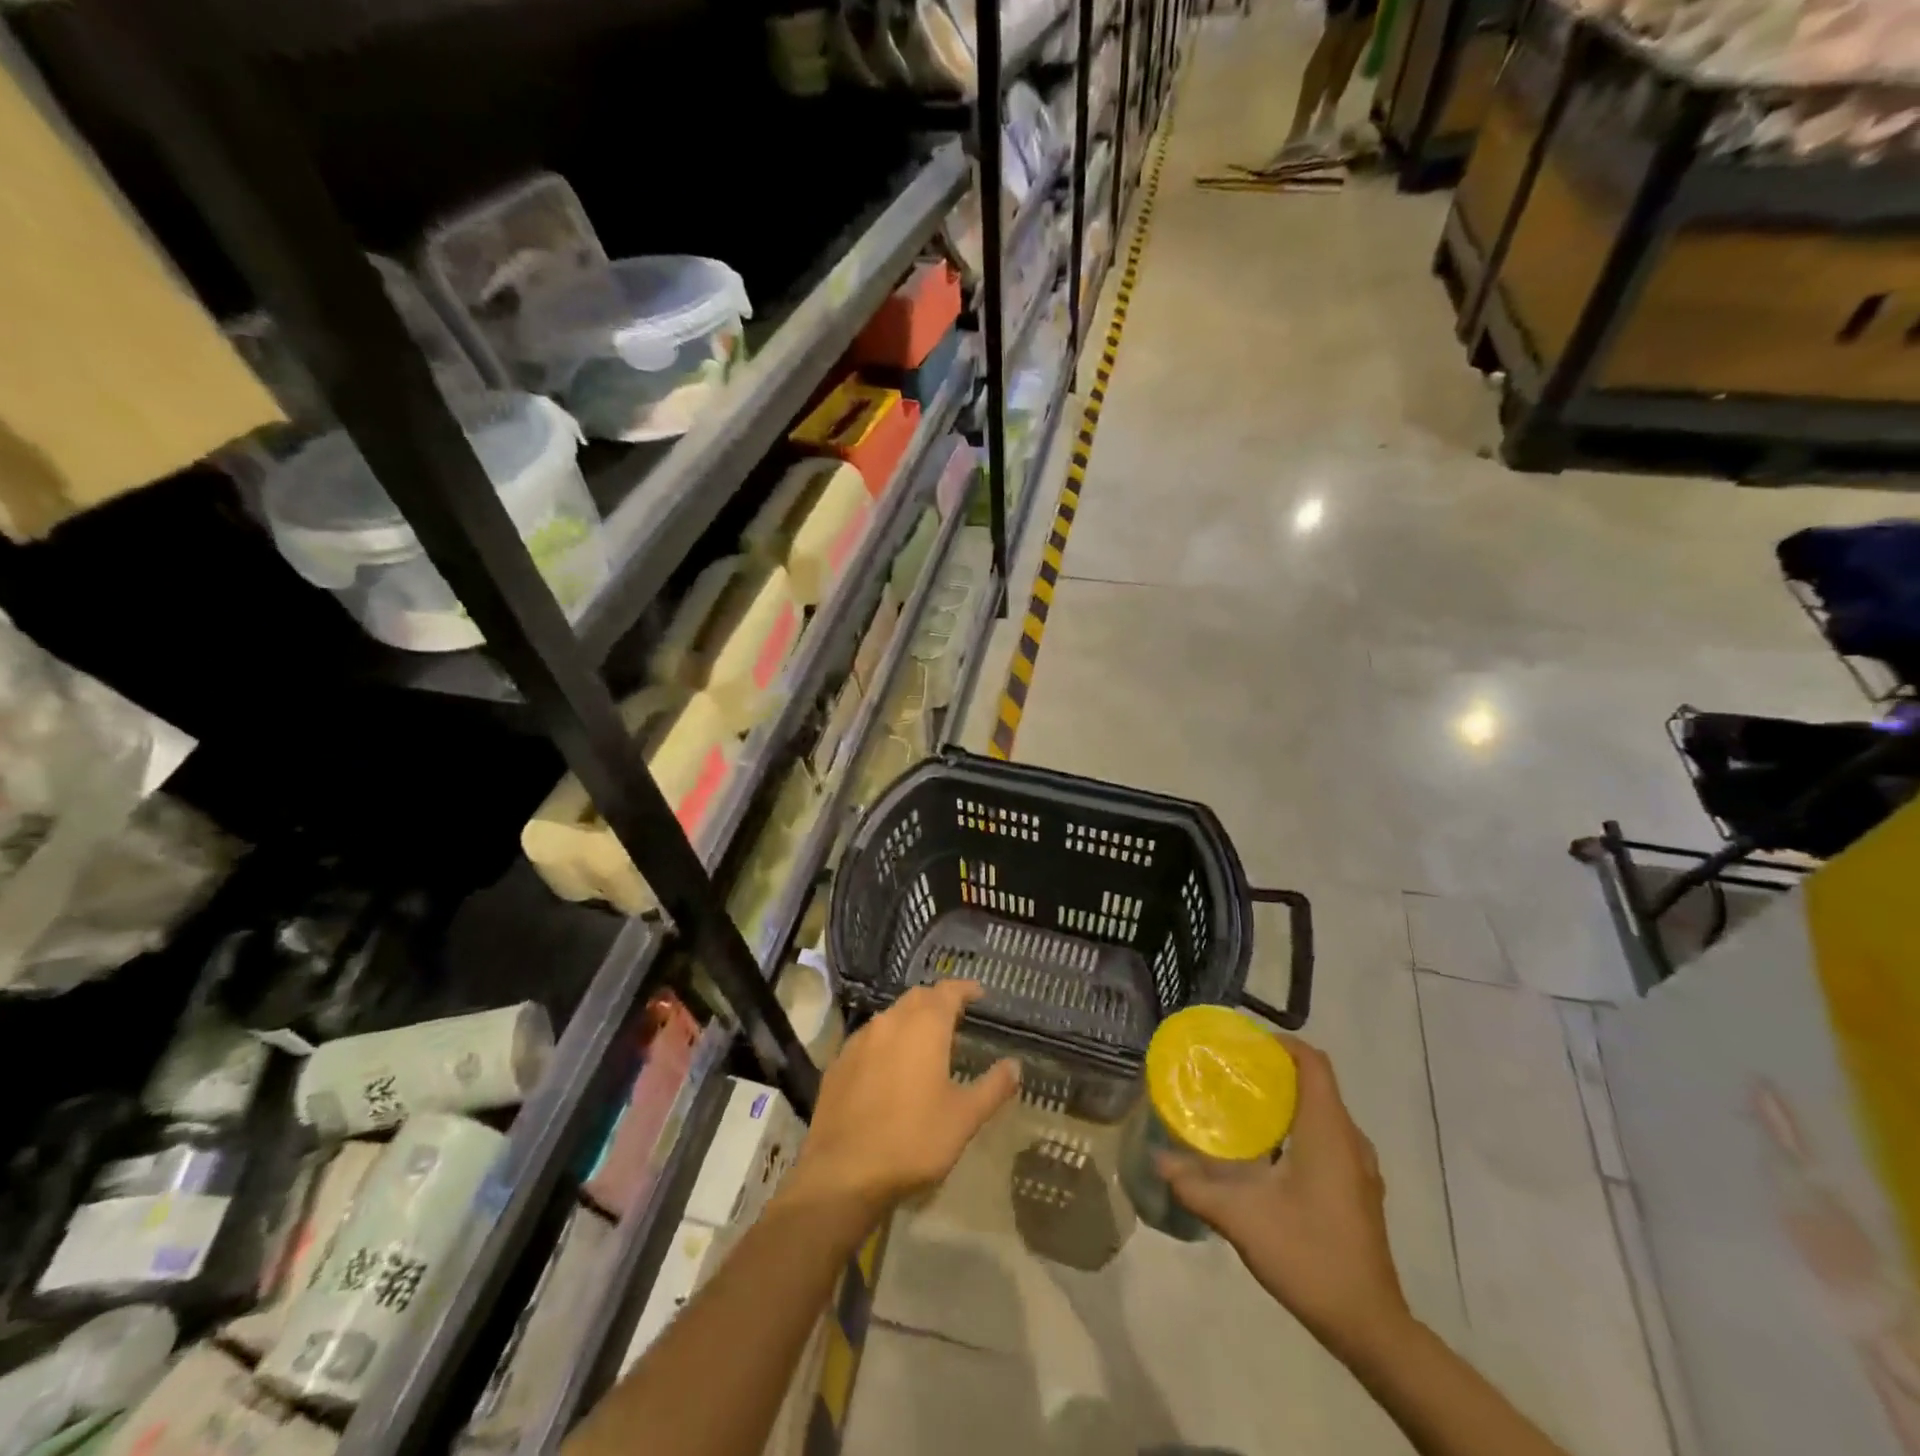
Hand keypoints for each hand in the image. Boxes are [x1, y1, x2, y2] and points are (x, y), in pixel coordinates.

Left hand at [787, 980, 1018, 1217]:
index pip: (948, 990)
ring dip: (910, 1021)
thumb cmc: (913, 1139)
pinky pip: (868, 1040)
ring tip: (925, 1043)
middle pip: (917, 998)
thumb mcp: (964, 1118)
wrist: (843, 1171)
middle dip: (937, 1002)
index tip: (979, 994)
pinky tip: (890, 1068)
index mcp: (924, 1026)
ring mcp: (859, 1040)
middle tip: (955, 1019)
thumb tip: (1015, 1065)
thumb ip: (993, 1087)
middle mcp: (890, 1021)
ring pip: (890, 1017)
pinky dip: (886, 1043)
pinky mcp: (838, 1062)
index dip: (965, 989)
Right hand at [1158, 1034, 1409, 1359]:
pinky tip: (1265, 1153)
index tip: (1240, 1046)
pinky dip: (1296, 1128)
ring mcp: (1359, 1167)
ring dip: (1284, 1101)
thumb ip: (1196, 1185)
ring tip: (1239, 1108)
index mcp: (1328, 1131)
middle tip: (1228, 1074)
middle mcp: (1350, 1140)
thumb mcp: (1242, 1218)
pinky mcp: (1357, 1189)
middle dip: (1272, 1071)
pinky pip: (1327, 1137)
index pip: (1311, 1061)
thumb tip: (1157, 1159)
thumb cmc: (1309, 1256)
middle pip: (1314, 1082)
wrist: (1370, 1327)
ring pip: (1321, 1111)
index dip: (1278, 1043)